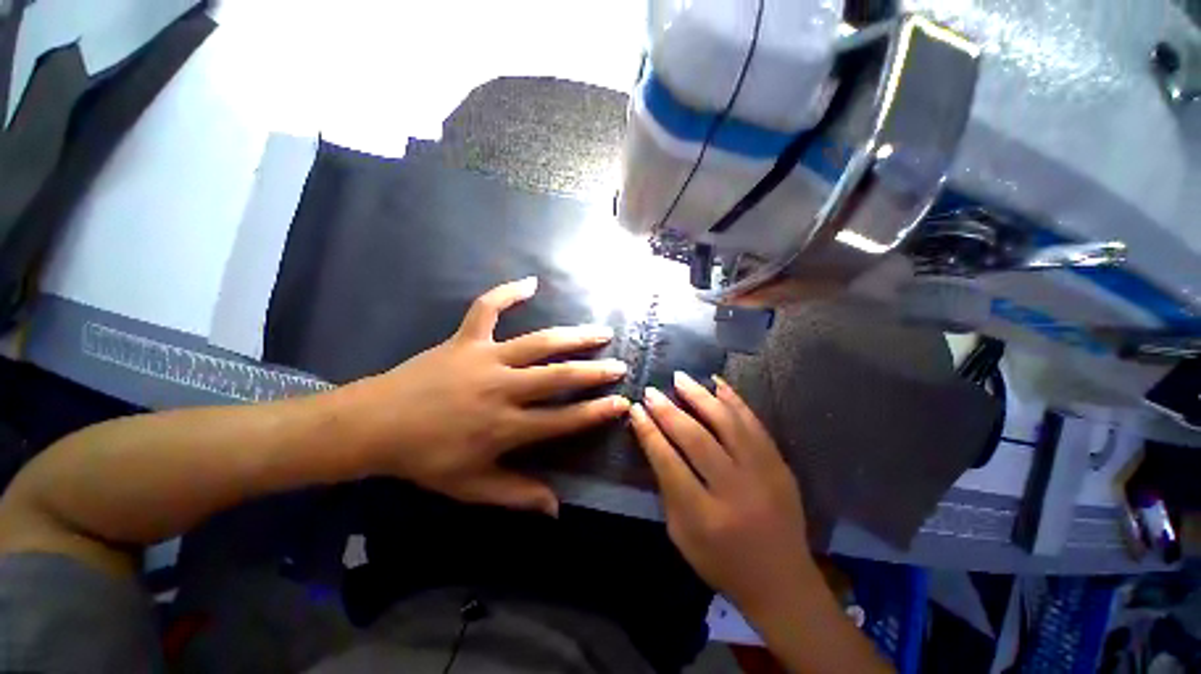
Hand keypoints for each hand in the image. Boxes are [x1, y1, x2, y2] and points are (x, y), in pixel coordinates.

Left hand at [341, 277, 630, 515]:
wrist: (374, 425)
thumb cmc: (424, 459)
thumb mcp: (470, 486)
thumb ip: (517, 495)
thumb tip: (556, 510)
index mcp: (504, 427)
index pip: (562, 420)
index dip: (595, 412)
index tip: (622, 403)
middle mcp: (502, 388)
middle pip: (558, 377)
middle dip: (594, 372)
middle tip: (619, 365)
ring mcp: (485, 358)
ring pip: (538, 343)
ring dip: (573, 336)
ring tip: (600, 331)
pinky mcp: (466, 339)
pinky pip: (488, 308)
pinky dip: (507, 292)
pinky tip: (531, 281)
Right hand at [629, 372, 816, 618]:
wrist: (782, 581)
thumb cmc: (721, 562)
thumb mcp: (681, 534)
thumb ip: (667, 487)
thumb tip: (655, 441)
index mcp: (705, 516)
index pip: (669, 462)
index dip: (649, 432)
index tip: (636, 410)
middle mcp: (735, 490)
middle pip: (696, 438)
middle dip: (669, 411)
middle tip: (651, 391)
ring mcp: (763, 474)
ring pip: (727, 423)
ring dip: (700, 396)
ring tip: (680, 378)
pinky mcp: (780, 465)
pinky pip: (754, 424)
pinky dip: (734, 400)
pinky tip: (717, 383)